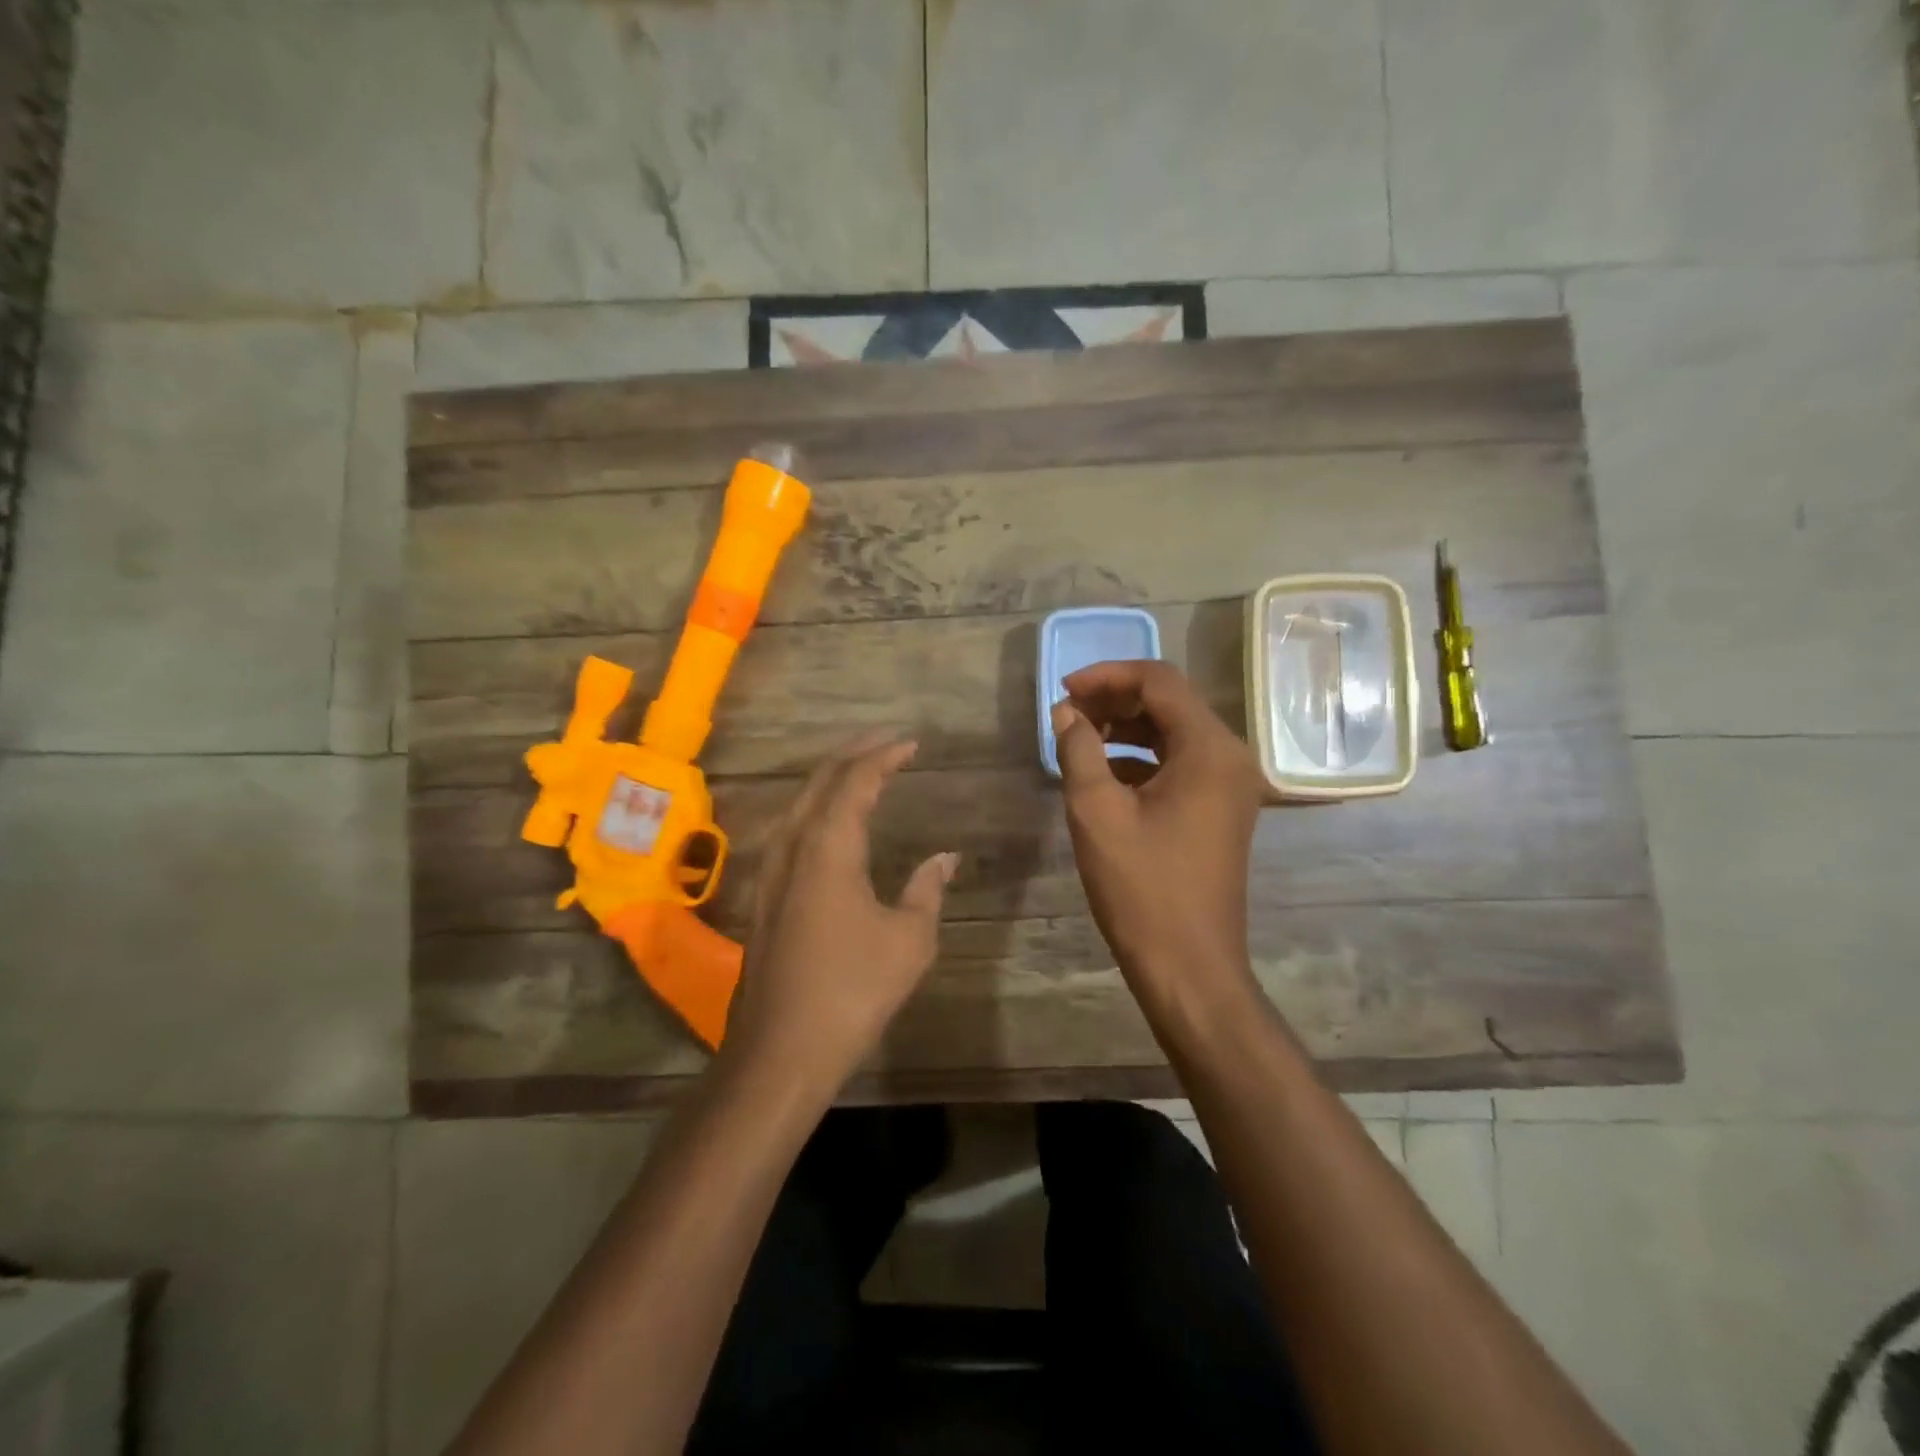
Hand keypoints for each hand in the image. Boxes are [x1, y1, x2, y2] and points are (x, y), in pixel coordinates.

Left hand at [723, 734, 957, 1090]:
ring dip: (830, 780)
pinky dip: (815, 809)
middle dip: (854, 755)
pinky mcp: (763, 896)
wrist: (781, 1050)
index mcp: (828, 847)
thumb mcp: (909, 939)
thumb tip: (946, 857)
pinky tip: (827, 823)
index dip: (884, 756)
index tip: (911, 744)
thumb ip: (927, 889)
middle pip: (820, 782)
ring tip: (861, 771)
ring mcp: (771, 871)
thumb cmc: (853, 990)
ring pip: (799, 804)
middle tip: (886, 743)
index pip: (856, 781)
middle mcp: (793, 847)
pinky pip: (790, 830)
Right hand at [1052, 660, 1264, 1013]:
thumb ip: (1079, 749)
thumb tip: (1066, 712)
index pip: (1159, 681)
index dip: (1107, 676)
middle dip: (1116, 699)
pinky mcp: (1221, 810)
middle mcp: (1230, 757)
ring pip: (1175, 733)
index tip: (1063, 690)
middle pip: (1171, 703)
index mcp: (1209, 748)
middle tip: (1067, 714)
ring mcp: (1231, 786)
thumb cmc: (1142, 888)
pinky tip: (1104, 774)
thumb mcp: (1097, 812)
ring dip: (1127, 728)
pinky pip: (1181, 764)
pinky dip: (1142, 758)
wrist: (1189, 967)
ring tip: (1079, 739)